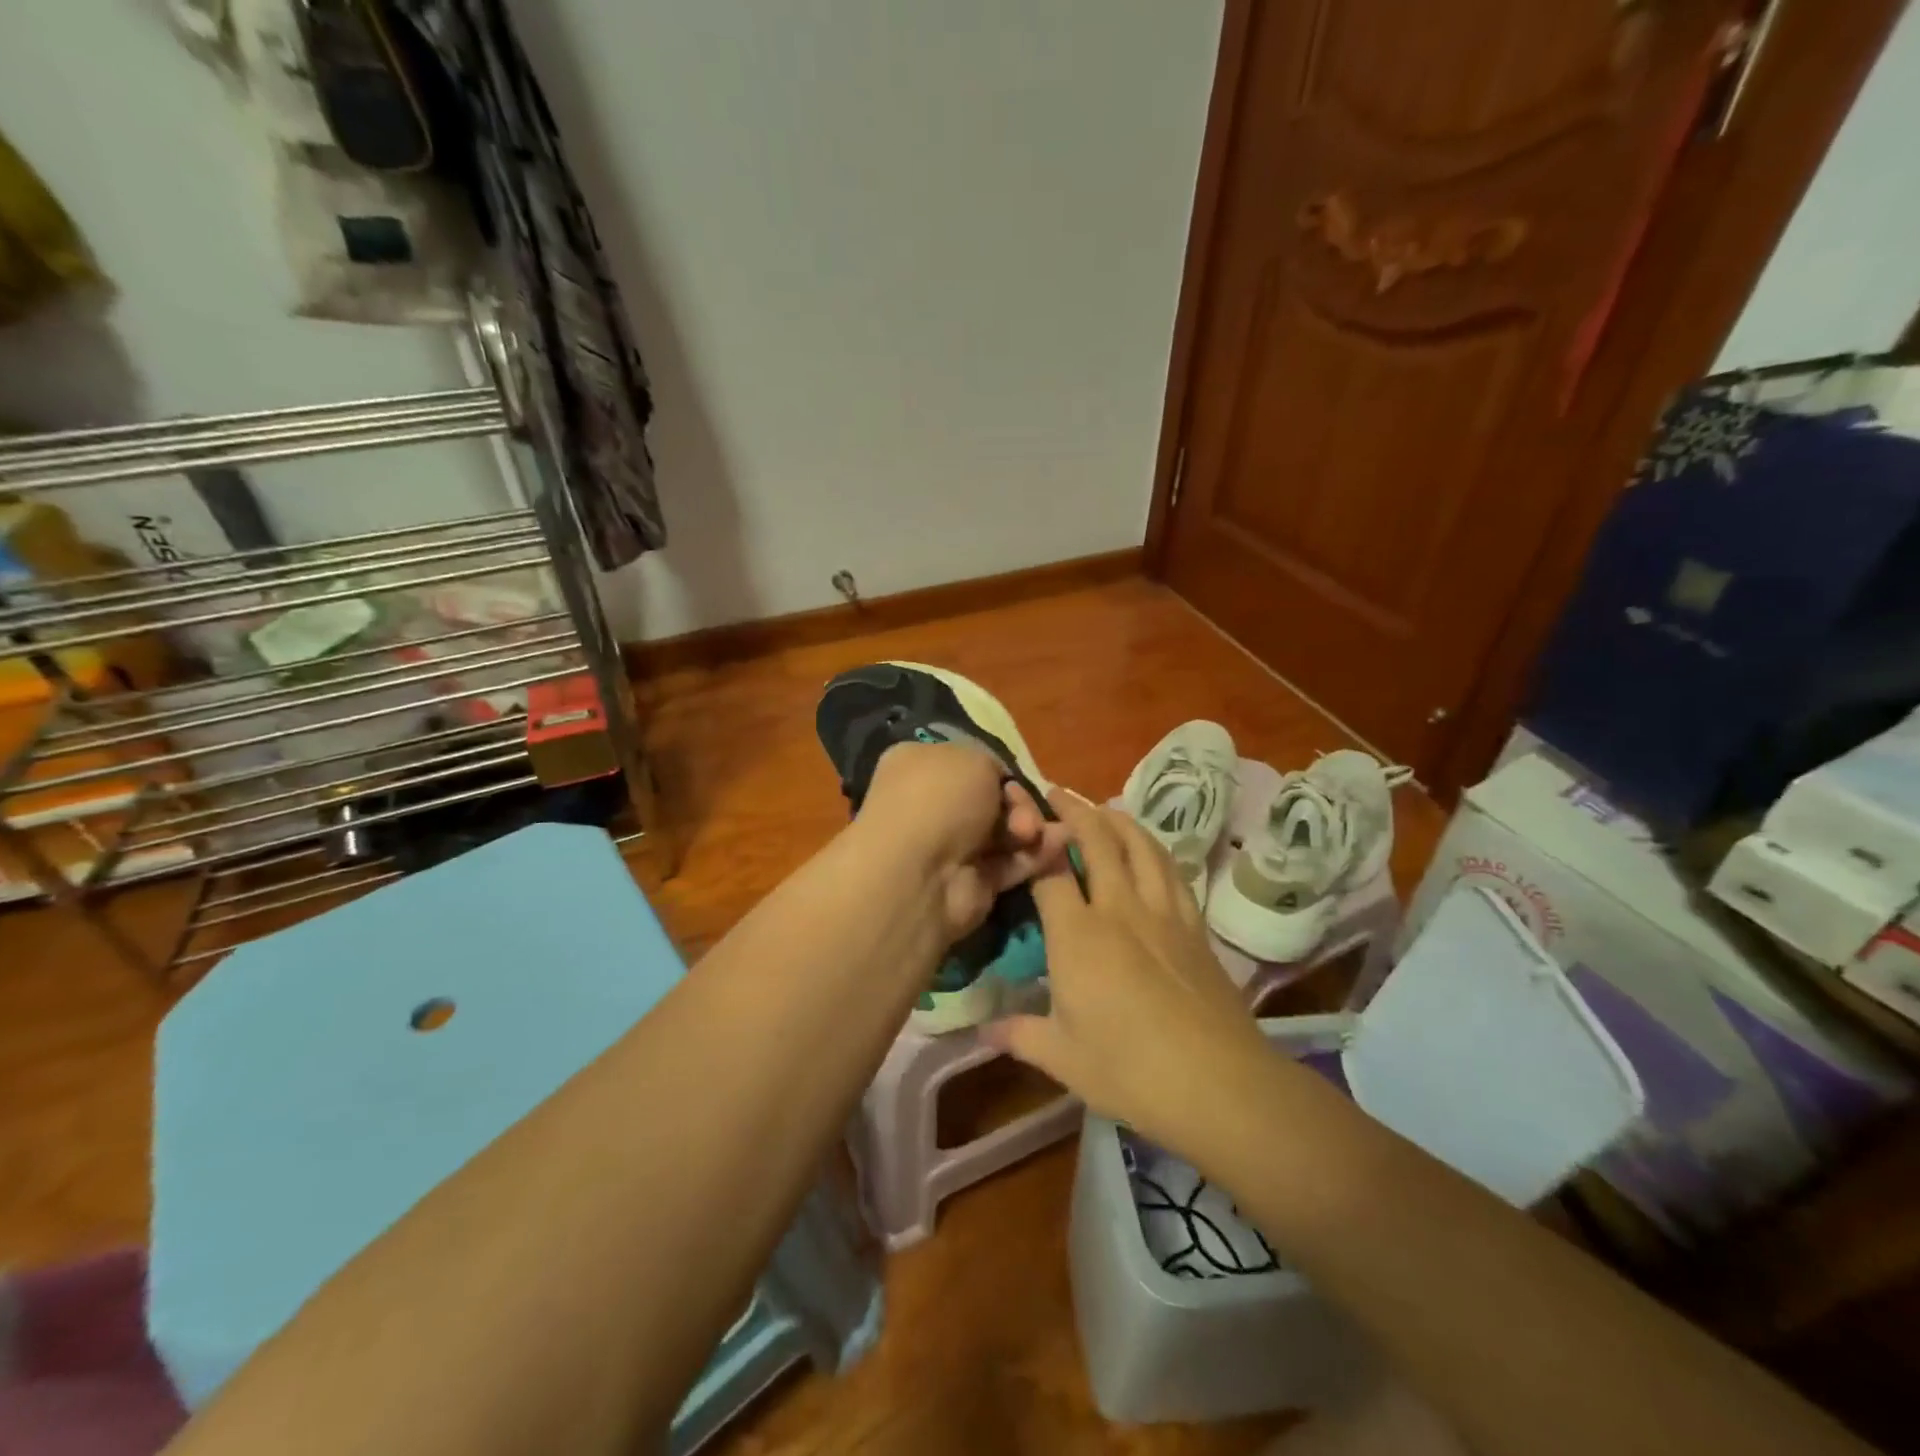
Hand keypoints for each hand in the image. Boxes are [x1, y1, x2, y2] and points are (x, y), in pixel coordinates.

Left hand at [853, 741, 1070, 940]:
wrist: (921, 873)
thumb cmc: (939, 799)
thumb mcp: (973, 758)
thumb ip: (993, 765)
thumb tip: (1000, 785)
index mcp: (918, 766)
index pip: (967, 763)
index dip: (997, 771)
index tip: (1014, 778)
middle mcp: (930, 805)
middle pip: (991, 799)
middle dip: (1017, 803)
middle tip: (1024, 815)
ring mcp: (950, 847)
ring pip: (1004, 832)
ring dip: (1031, 829)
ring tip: (1041, 833)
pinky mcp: (972, 883)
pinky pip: (1011, 863)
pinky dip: (1035, 856)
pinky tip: (1058, 847)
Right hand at [984, 792, 1271, 1155]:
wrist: (1217, 1082)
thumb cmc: (1129, 1070)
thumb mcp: (1062, 1058)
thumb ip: (1019, 1035)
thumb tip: (982, 1031)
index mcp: (1078, 935)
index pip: (1049, 872)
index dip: (1034, 845)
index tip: (1022, 828)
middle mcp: (1119, 908)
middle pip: (1097, 841)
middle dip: (1074, 811)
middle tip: (1057, 793)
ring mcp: (1162, 912)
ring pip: (1140, 846)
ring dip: (1118, 819)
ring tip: (1103, 809)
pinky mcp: (1194, 925)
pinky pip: (1172, 870)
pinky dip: (1154, 848)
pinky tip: (1150, 849)